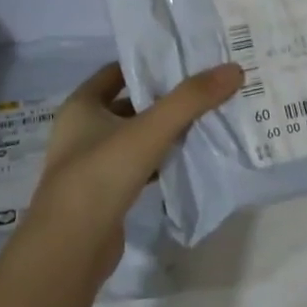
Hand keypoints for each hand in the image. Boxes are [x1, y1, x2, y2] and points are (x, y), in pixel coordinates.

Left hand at [29, 61, 242, 274]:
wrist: (71, 246)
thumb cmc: (102, 175)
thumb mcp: (149, 130)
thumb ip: (191, 99)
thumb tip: (234, 69)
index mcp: (81, 106)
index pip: (117, 72)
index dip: (150, 64)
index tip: (187, 60)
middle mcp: (82, 130)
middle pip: (131, 104)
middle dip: (165, 98)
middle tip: (207, 89)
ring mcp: (93, 164)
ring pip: (136, 137)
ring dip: (165, 130)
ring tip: (207, 120)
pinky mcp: (106, 192)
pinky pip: (139, 165)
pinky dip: (162, 160)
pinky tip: (189, 158)